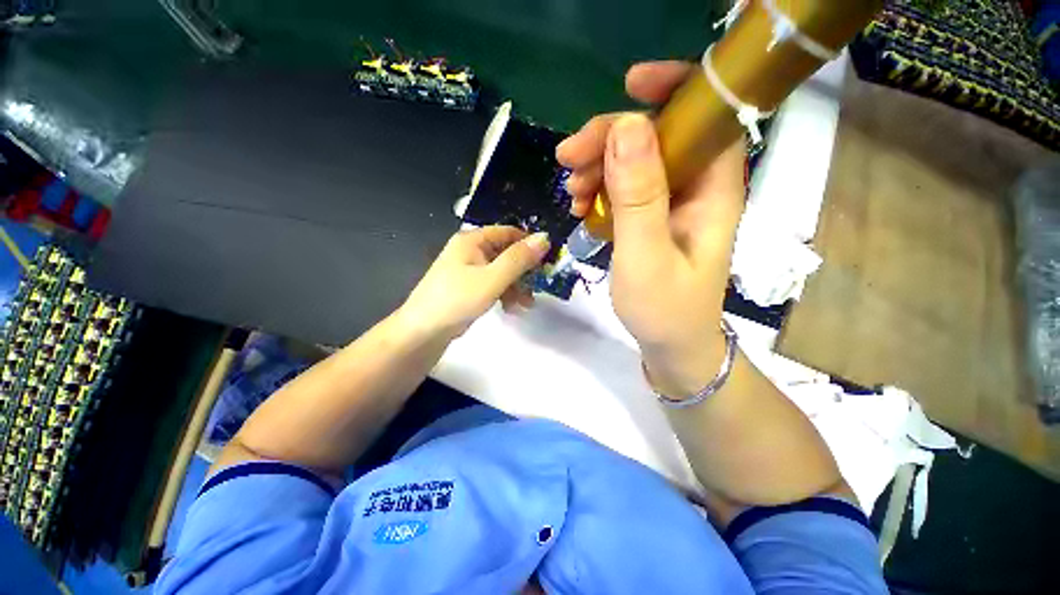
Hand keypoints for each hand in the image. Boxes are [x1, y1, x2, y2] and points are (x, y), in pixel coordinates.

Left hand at [401, 226, 549, 339]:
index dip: (529, 244)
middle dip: (524, 271)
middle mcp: (470, 251)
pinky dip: (505, 294)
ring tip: (527, 304)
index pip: (508, 232)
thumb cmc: (458, 300)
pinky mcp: (469, 287)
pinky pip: (493, 284)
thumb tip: (545, 238)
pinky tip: (512, 309)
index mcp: (472, 240)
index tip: (548, 260)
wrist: (423, 332)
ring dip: (517, 286)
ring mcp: (468, 270)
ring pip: (502, 272)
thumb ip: (519, 259)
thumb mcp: (493, 278)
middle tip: (540, 286)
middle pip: (506, 253)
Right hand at [556, 61, 746, 396]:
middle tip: (568, 161)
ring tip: (571, 194)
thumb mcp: (646, 255)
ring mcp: (671, 204)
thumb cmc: (664, 309)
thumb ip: (638, 196)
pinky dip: (599, 190)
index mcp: (712, 191)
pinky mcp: (651, 219)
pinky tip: (580, 207)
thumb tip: (627, 128)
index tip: (626, 85)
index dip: (673, 90)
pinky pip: (624, 189)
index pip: (704, 118)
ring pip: (635, 162)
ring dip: (598, 167)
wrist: (671, 346)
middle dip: (610, 139)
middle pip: (658, 137)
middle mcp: (696, 189)